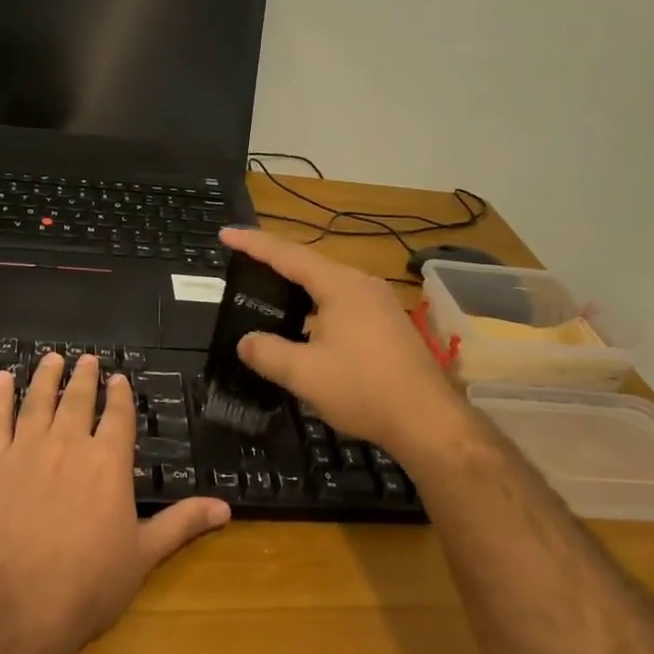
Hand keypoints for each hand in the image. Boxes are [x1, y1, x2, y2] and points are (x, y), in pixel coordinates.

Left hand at [0, 353, 230, 653]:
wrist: (19, 609)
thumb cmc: (89, 585)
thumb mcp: (144, 555)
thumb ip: (182, 523)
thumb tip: (226, 508)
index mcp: (109, 463)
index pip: (117, 416)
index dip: (119, 395)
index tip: (118, 378)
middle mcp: (69, 445)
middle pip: (78, 400)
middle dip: (84, 378)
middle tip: (86, 359)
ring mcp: (26, 452)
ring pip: (38, 401)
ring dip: (46, 377)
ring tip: (52, 359)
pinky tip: (1, 380)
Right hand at [219, 226, 470, 462]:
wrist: (428, 420)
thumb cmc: (363, 389)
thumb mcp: (304, 374)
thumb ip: (268, 353)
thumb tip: (245, 342)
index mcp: (340, 286)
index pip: (287, 255)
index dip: (254, 244)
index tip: (226, 233)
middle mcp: (362, 284)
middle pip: (311, 265)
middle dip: (275, 263)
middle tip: (244, 264)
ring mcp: (381, 304)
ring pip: (329, 286)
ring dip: (299, 288)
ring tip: (271, 295)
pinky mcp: (390, 325)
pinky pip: (344, 303)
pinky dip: (318, 307)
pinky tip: (308, 327)